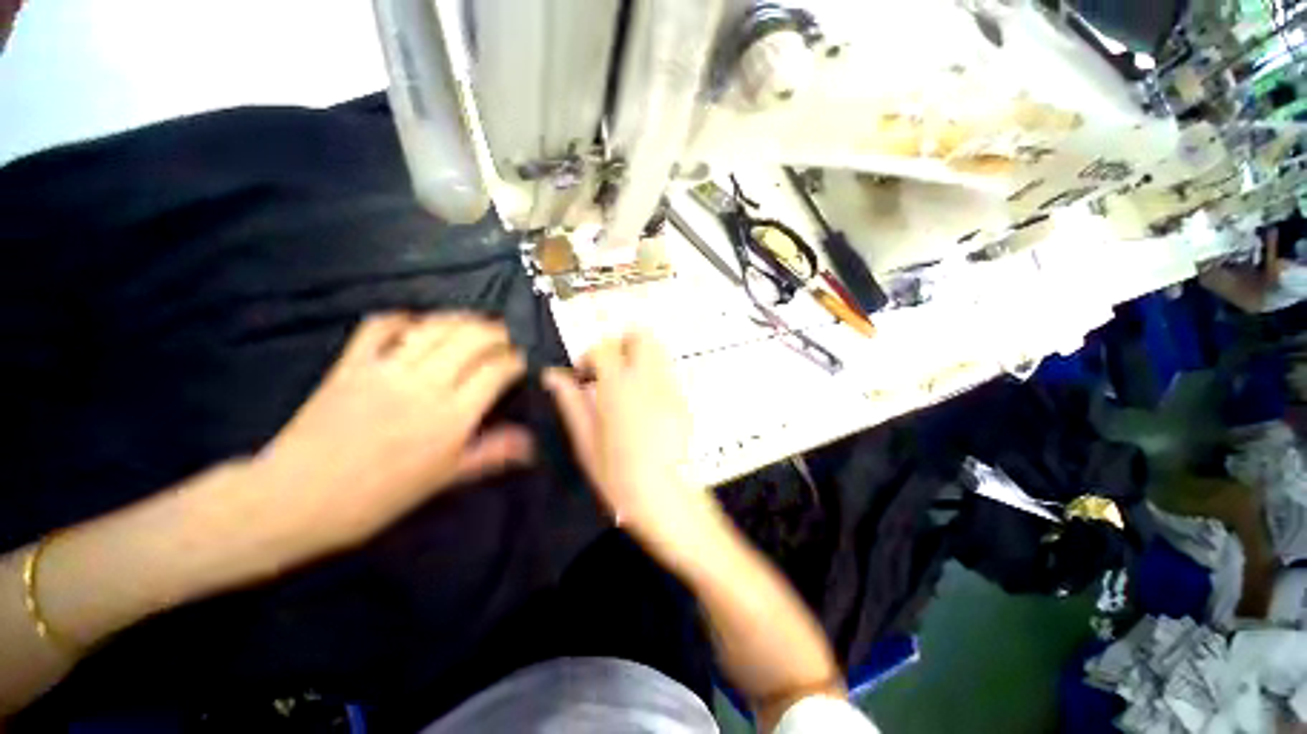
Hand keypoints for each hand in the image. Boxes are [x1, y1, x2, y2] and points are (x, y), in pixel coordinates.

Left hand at [253, 312, 531, 552]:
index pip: (496, 371)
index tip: (523, 360)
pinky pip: (379, 327)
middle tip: (507, 335)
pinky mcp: (351, 364)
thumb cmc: (377, 498)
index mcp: (450, 417)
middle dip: (497, 331)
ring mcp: (385, 370)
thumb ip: (490, 454)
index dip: (516, 359)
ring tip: (475, 323)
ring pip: (434, 328)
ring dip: (461, 319)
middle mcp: (424, 385)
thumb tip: (530, 443)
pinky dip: (402, 318)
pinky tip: (416, 322)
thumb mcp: (443, 480)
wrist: (295, 500)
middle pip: (471, 339)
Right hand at [544, 332, 716, 553]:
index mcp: (618, 388)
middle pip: (640, 335)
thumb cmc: (620, 477)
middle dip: (620, 341)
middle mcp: (648, 380)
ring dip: (638, 354)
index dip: (589, 354)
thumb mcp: (586, 442)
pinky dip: (652, 372)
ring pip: (658, 349)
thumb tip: (553, 377)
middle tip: (607, 366)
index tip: (582, 373)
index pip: (604, 346)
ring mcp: (670, 388)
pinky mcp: (683, 400)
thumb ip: (570, 402)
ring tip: (624, 381)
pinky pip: (667, 371)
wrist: (668, 499)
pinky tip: (642, 400)